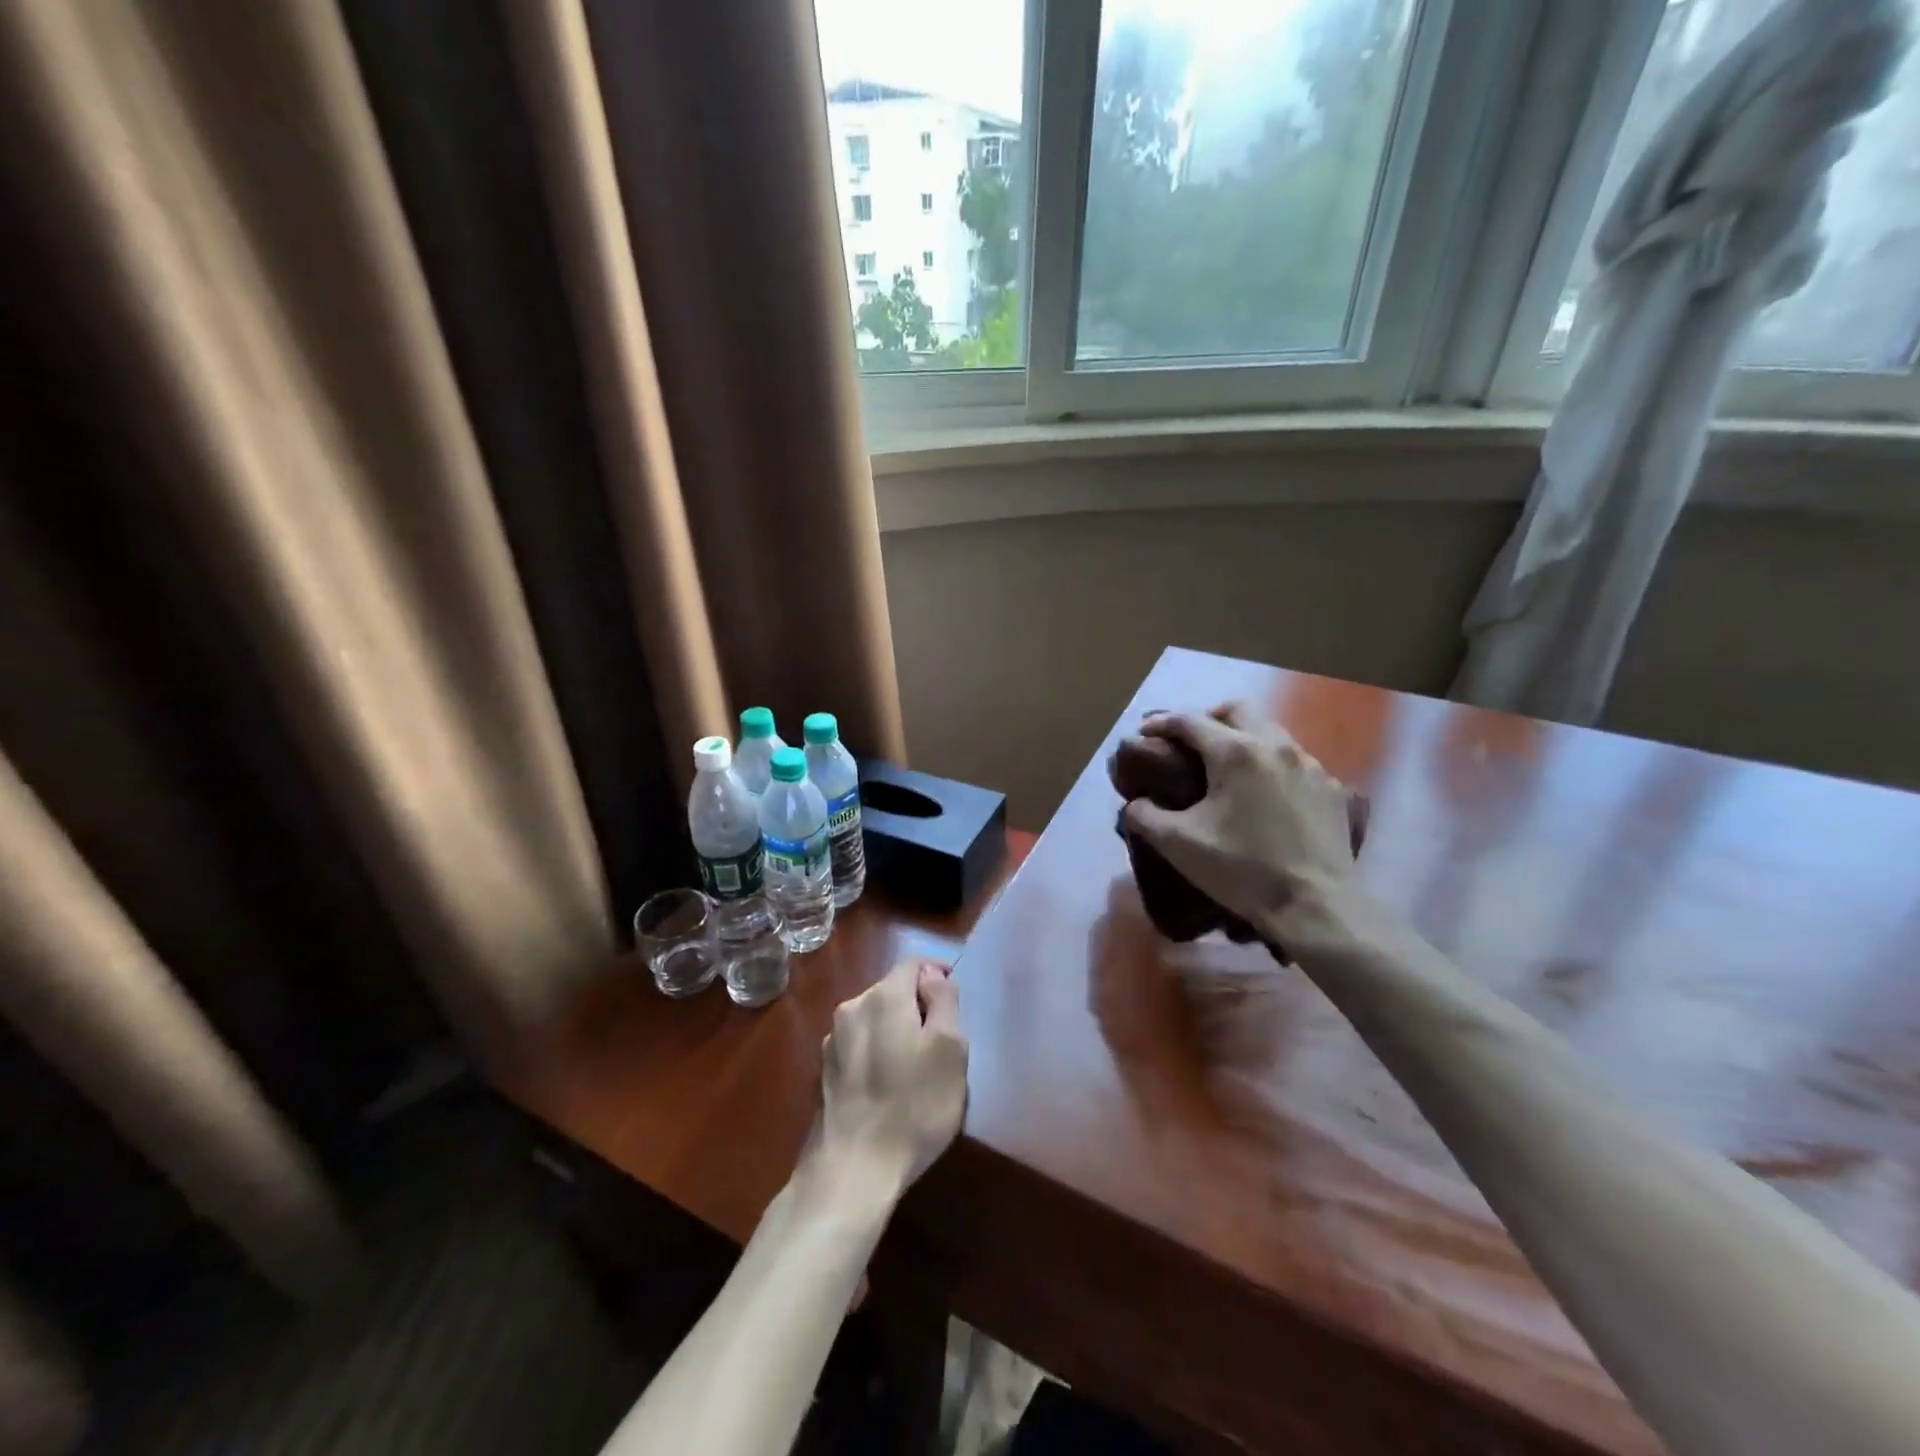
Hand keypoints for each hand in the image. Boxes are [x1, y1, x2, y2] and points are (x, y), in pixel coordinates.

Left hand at [814, 960, 967, 1201]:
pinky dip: (877, 1052)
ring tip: (916, 1068)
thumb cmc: (913, 1106)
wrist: (852, 1170)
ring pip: (874, 1018)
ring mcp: (832, 1040)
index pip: (914, 963)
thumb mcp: (950, 1050)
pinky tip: (889, 1087)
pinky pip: (860, 1045)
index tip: (955, 1000)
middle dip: (917, 1005)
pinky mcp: (824, 1072)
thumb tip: (933, 976)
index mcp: (883, 996)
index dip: (938, 974)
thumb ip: (945, 1001)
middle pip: (892, 990)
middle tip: (942, 1042)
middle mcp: (852, 1007)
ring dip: (896, 1030)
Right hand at [1122, 704, 1358, 933]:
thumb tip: (1136, 804)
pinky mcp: (1332, 789)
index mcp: (1234, 752)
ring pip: (1271, 733)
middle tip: (1191, 742)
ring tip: (1228, 769)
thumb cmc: (1241, 870)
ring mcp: (1310, 765)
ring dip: (1244, 740)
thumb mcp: (1178, 845)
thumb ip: (1145, 816)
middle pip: (1238, 710)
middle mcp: (1275, 746)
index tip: (1145, 733)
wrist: (1315, 907)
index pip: (1189, 721)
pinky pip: (1296, 762)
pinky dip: (1273, 766)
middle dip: (1209, 718)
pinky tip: (1266, 795)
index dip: (1161, 723)